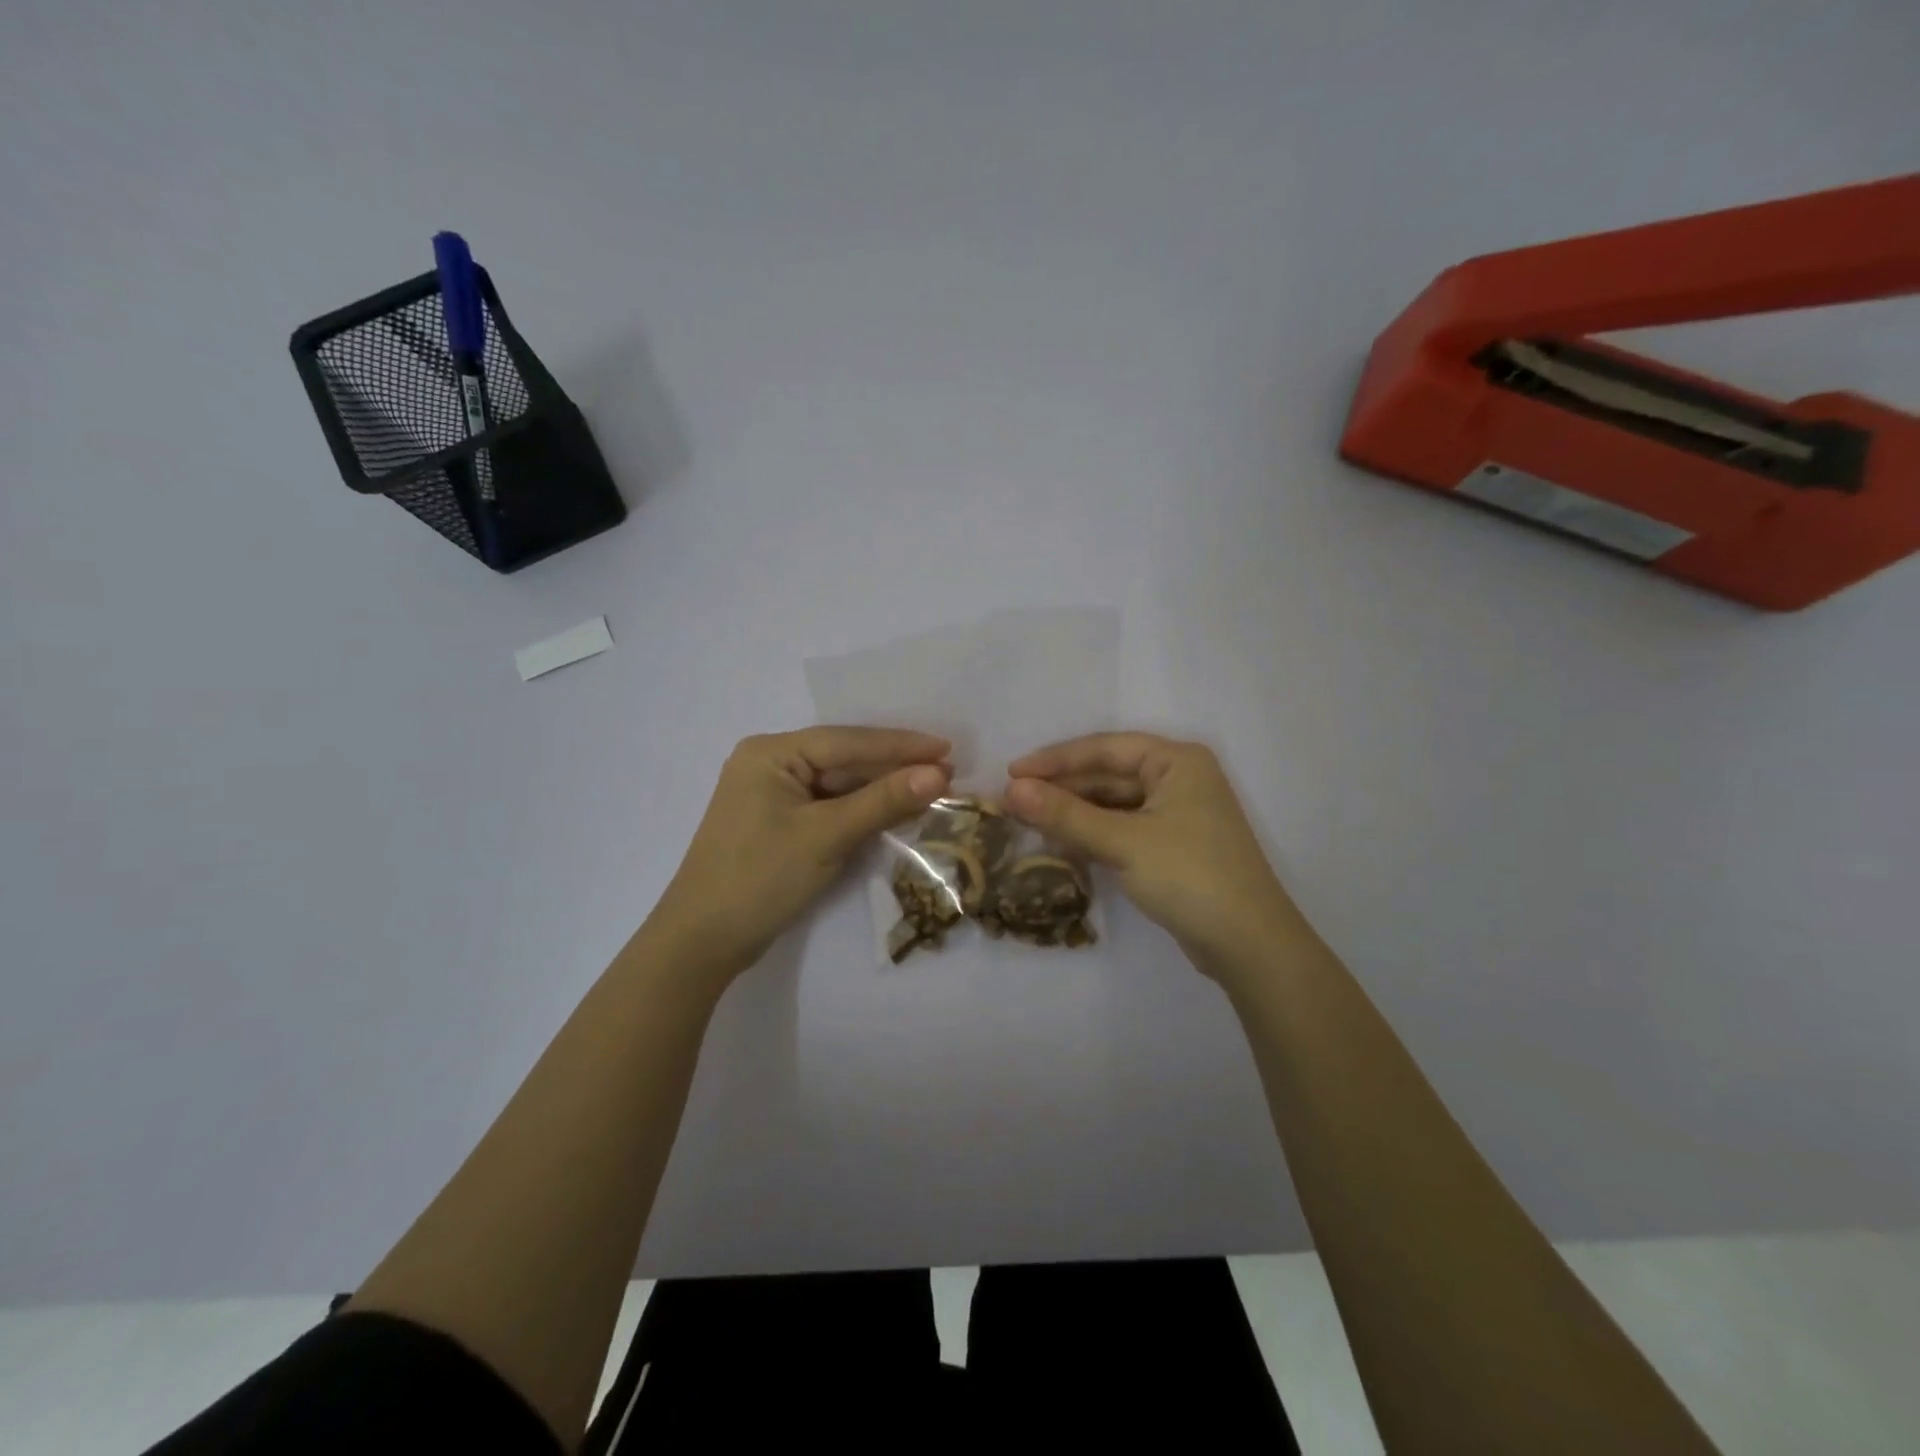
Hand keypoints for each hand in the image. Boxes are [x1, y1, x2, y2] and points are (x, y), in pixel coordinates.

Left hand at [647, 727, 950, 979]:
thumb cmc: (760, 878)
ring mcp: (774, 797)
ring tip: (933, 789)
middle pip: (844, 761)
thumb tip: (939, 774)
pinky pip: (830, 808)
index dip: (900, 745)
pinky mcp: (781, 826)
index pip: (847, 741)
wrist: (702, 943)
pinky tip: (897, 812)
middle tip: (949, 771)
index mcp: (771, 754)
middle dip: (894, 769)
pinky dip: (862, 812)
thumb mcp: (826, 836)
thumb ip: (883, 802)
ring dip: (882, 791)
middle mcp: (770, 765)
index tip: (947, 749)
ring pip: (840, 786)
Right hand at [1005, 733, 1299, 974]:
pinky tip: (1061, 843)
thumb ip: (1066, 815)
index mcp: (1176, 761)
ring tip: (1029, 821)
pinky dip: (1093, 834)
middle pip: (1108, 775)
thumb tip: (1012, 790)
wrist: (1249, 945)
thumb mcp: (1123, 842)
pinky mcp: (1173, 846)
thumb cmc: (1190, 876)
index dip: (1055, 759)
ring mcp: (1178, 814)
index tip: (1012, 772)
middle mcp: (1179, 779)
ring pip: (1113, 804)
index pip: (1104, 749)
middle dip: (1062, 788)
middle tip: (1013, 801)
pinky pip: (1123, 828)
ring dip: (1074, 813)